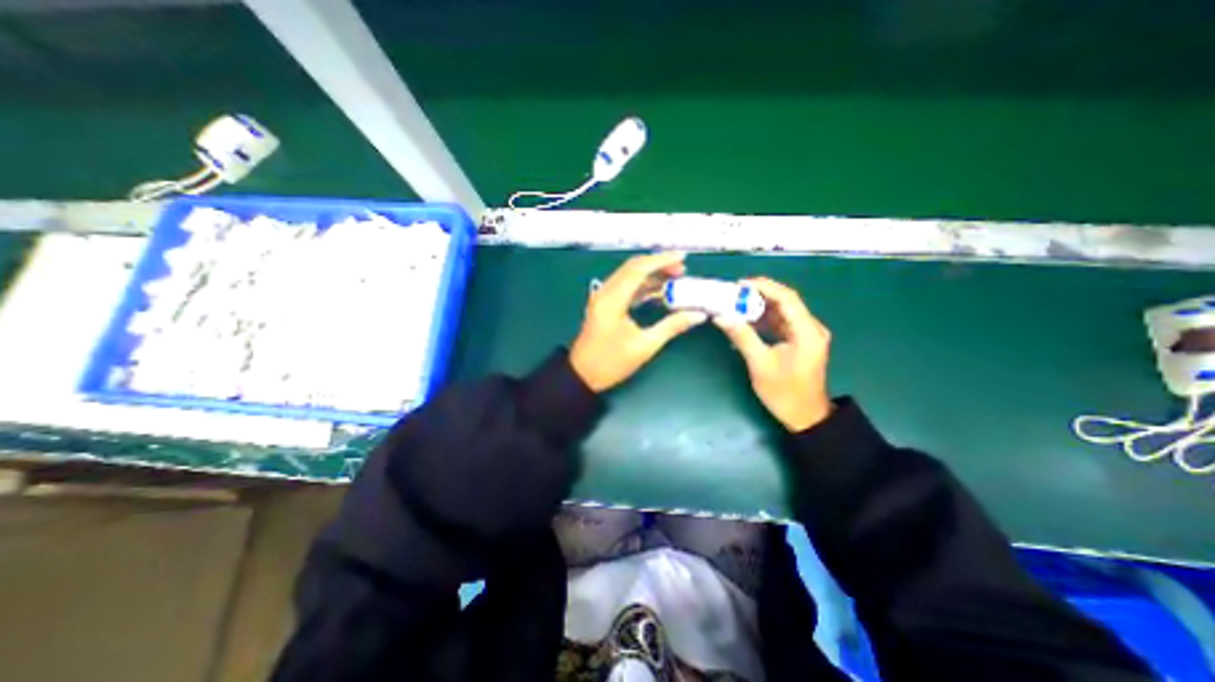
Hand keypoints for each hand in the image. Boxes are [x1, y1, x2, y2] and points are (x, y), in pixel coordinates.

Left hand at [573, 251, 714, 390]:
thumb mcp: (644, 346)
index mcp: (612, 300)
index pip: (638, 270)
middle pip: (632, 268)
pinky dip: (641, 286)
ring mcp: (602, 298)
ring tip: (674, 278)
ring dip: (650, 275)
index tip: (682, 257)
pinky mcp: (604, 305)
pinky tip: (658, 292)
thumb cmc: (611, 363)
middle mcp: (605, 292)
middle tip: (681, 269)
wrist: (582, 375)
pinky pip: (624, 288)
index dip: (661, 260)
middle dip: (658, 264)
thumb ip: (671, 327)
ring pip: (628, 276)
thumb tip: (698, 315)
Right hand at [713, 278, 831, 431]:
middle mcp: (810, 328)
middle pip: (785, 302)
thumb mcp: (760, 364)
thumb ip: (742, 337)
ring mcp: (806, 334)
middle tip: (733, 294)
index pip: (787, 298)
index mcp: (807, 332)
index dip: (764, 287)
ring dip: (760, 307)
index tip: (740, 285)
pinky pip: (781, 323)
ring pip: (782, 312)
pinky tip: (746, 322)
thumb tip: (721, 316)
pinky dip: (764, 320)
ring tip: (735, 305)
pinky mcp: (800, 341)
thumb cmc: (784, 393)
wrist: (805, 417)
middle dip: (759, 295)